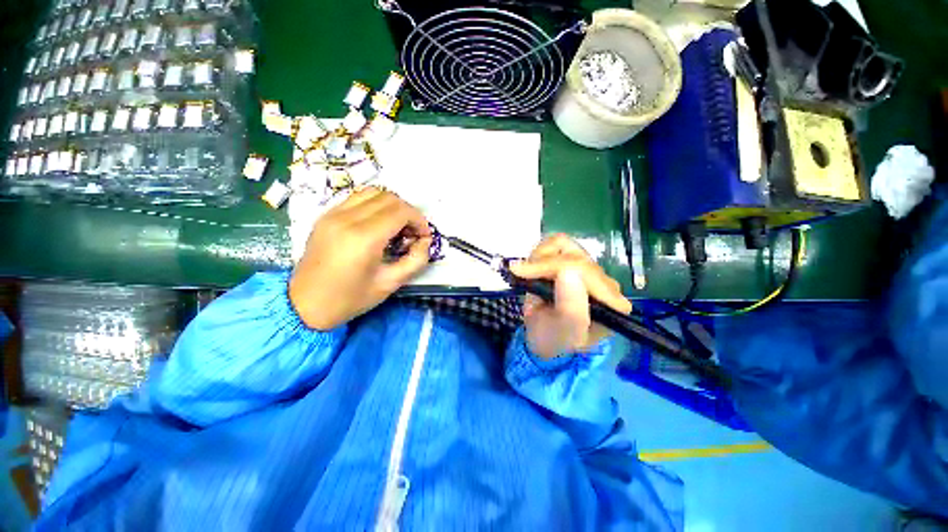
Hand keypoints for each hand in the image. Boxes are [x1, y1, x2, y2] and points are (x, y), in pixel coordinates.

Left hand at [289, 187, 431, 329]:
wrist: (304, 305)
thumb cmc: (350, 299)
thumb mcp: (391, 284)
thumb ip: (415, 260)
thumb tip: (425, 241)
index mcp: (364, 238)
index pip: (400, 211)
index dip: (419, 220)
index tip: (424, 236)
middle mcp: (347, 219)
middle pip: (389, 198)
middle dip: (408, 212)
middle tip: (412, 233)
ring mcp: (333, 214)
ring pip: (372, 192)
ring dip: (392, 205)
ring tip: (396, 226)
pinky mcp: (326, 216)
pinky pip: (356, 198)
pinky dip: (375, 205)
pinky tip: (378, 224)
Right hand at [509, 234, 631, 358]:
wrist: (545, 339)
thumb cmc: (555, 340)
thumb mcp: (564, 333)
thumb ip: (571, 308)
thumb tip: (567, 271)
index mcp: (610, 301)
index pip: (585, 271)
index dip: (551, 267)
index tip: (521, 272)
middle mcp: (602, 281)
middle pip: (573, 254)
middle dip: (541, 264)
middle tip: (520, 274)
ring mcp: (586, 269)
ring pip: (563, 244)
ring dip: (540, 257)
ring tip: (528, 274)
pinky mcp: (572, 262)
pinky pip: (554, 245)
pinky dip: (538, 254)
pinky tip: (533, 270)